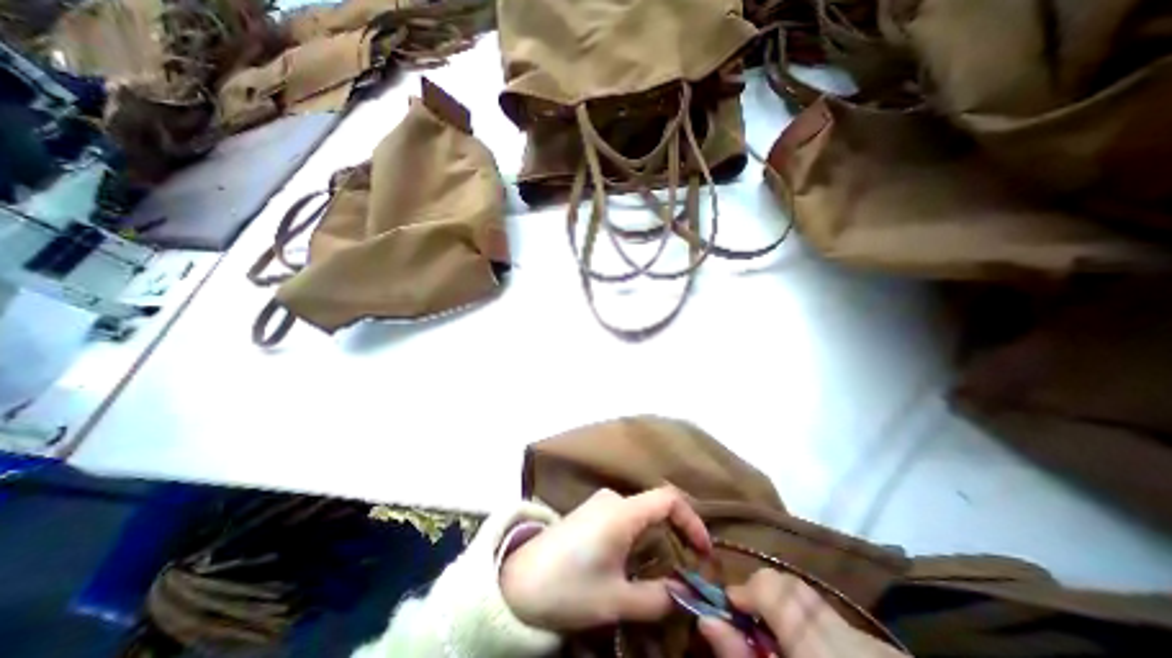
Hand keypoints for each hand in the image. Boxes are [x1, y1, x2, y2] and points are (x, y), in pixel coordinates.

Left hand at [500, 489, 709, 632]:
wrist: (517, 581)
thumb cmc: (568, 587)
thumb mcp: (616, 600)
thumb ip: (657, 598)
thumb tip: (685, 594)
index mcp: (622, 511)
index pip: (668, 498)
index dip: (692, 520)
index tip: (704, 552)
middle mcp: (613, 498)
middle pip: (656, 505)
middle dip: (676, 534)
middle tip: (687, 568)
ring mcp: (599, 503)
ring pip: (640, 513)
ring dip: (657, 537)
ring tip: (663, 571)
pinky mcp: (590, 512)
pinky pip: (625, 516)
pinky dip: (640, 535)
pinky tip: (634, 562)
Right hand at [699, 571, 898, 657]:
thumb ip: (740, 657)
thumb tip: (706, 618)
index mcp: (816, 648)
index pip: (770, 585)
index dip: (745, 591)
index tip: (732, 609)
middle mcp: (847, 634)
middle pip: (789, 585)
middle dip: (764, 596)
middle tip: (755, 628)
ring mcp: (872, 641)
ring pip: (811, 597)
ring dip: (787, 608)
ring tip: (785, 643)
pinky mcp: (885, 648)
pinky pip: (835, 617)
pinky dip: (813, 624)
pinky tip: (817, 655)